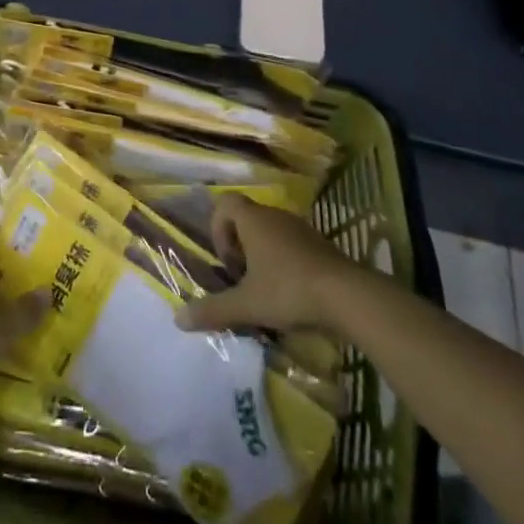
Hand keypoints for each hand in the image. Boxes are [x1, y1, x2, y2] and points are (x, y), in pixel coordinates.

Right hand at [173, 196, 358, 334]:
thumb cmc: (288, 290)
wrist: (346, 294)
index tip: (227, 263)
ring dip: (262, 257)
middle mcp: (274, 216)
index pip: (225, 204)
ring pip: (270, 233)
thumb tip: (177, 319)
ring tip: (265, 291)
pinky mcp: (320, 244)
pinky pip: (291, 245)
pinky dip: (284, 263)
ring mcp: (300, 228)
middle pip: (246, 219)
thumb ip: (212, 310)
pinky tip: (291, 295)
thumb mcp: (246, 305)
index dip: (218, 229)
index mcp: (253, 220)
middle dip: (239, 248)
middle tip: (242, 280)